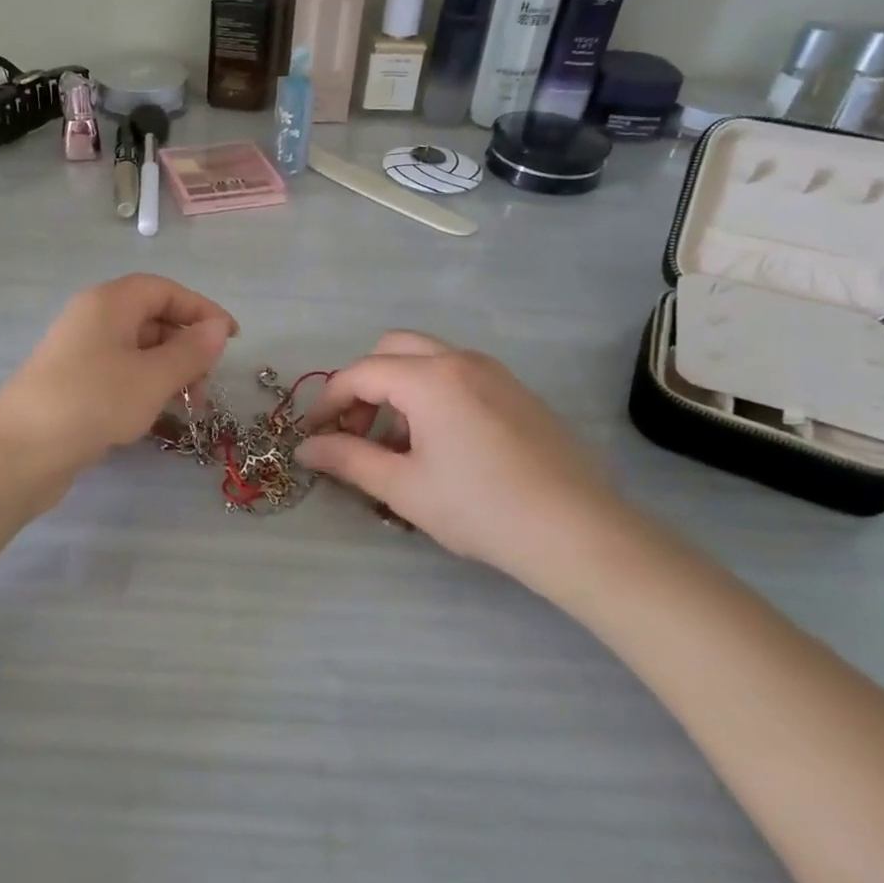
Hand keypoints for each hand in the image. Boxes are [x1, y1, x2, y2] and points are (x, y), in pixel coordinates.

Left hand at [0, 275, 236, 477]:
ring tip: (189, 406)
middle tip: (208, 381)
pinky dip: (145, 386)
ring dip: (169, 371)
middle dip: (186, 345)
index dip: (201, 310)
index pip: (165, 290)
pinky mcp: (73, 383)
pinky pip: (120, 373)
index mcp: (110, 302)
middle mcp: (93, 318)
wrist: (19, 451)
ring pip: (137, 349)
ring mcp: (80, 352)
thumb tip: (219, 328)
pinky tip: (156, 415)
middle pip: (151, 318)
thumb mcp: (152, 377)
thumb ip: (191, 351)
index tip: (232, 339)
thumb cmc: (93, 402)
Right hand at [297, 332, 651, 606]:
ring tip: (399, 447)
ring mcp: (494, 372)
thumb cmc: (481, 509)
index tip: (313, 435)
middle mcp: (460, 360)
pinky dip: (431, 395)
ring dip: (398, 390)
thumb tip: (305, 448)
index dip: (328, 402)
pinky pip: (458, 375)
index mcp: (430, 378)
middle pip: (392, 350)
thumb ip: (348, 460)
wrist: (578, 532)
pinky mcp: (516, 391)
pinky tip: (440, 447)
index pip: (360, 373)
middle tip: (358, 431)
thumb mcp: (404, 488)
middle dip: (364, 385)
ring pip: (427, 360)